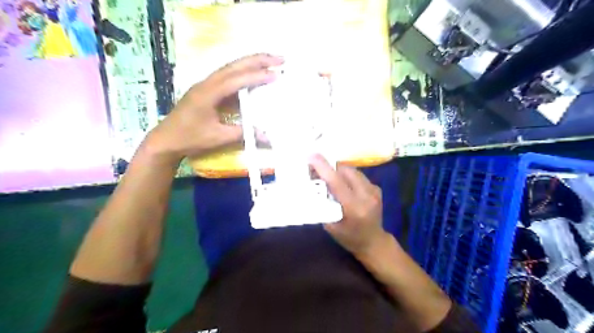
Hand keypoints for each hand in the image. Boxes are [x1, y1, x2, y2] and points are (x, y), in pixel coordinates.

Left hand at [142, 55, 283, 166]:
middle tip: (279, 58)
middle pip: (234, 66)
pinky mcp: (206, 90)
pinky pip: (227, 77)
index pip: (236, 80)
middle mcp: (207, 83)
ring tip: (270, 62)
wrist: (166, 140)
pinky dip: (242, 73)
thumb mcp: (218, 137)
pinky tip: (252, 76)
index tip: (276, 74)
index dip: (257, 76)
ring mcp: (206, 85)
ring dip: (250, 63)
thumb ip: (242, 133)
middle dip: (258, 60)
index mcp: (208, 93)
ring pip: (230, 68)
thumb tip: (267, 136)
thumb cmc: (190, 138)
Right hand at [308, 154, 387, 256]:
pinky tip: (342, 184)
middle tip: (317, 170)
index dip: (323, 168)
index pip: (337, 182)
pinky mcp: (377, 188)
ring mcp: (374, 191)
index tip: (312, 156)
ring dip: (338, 171)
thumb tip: (314, 186)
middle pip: (345, 171)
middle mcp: (366, 196)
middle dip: (330, 167)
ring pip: (352, 170)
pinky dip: (347, 176)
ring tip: (328, 176)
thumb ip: (323, 205)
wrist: (373, 242)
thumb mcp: (330, 226)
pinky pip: (358, 175)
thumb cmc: (349, 238)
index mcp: (354, 208)